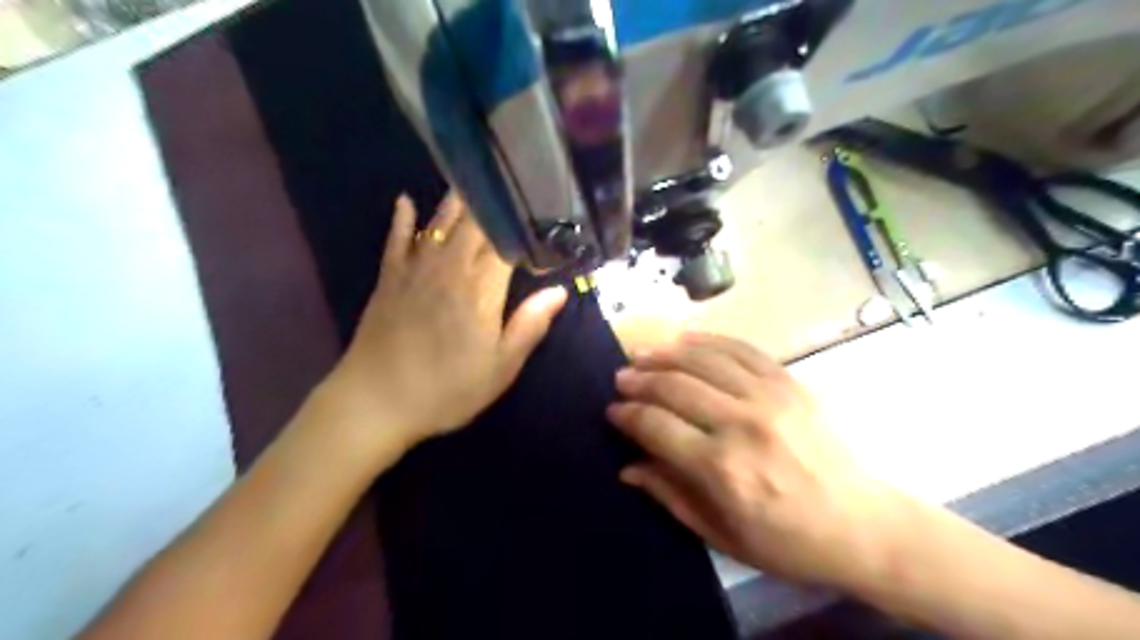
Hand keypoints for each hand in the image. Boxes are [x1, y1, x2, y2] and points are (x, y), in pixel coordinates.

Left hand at [324, 193, 566, 457]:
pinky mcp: (389, 279)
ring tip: (473, 177)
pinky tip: (405, 200)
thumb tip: (559, 291)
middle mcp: (450, 268)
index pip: (507, 242)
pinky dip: (402, 219)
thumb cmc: (447, 389)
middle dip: (492, 202)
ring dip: (456, 201)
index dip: (523, 224)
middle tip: (509, 181)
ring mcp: (415, 270)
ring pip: (439, 223)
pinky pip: (397, 239)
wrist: (375, 402)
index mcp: (481, 289)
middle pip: (474, 224)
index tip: (539, 210)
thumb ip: (530, 325)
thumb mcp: (501, 367)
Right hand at [605, 334, 910, 588]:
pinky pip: (740, 349)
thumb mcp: (722, 535)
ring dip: (666, 354)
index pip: (656, 425)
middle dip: (639, 380)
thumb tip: (627, 467)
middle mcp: (741, 423)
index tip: (613, 410)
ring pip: (703, 360)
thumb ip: (669, 496)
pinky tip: (685, 339)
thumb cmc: (787, 540)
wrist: (863, 525)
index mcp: (721, 468)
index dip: (627, 415)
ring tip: (643, 354)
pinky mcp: (789, 382)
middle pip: (674, 386)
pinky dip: (707, 340)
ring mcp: (769, 396)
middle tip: (621, 378)